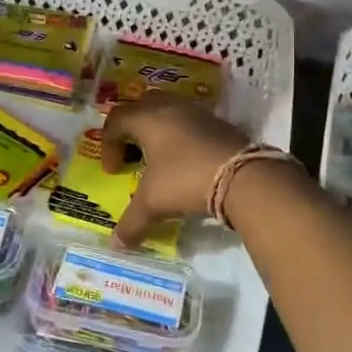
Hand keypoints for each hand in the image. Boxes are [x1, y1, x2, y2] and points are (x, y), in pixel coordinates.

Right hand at [100, 97, 250, 247]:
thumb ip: (131, 223)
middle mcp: (170, 107)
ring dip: (158, 130)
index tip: (113, 171)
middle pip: (141, 106)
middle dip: (132, 128)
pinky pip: (191, 121)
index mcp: (147, 118)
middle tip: (132, 153)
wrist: (243, 176)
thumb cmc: (185, 180)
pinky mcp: (219, 122)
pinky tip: (187, 160)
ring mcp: (197, 112)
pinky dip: (181, 136)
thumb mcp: (153, 203)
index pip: (116, 120)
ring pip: (168, 110)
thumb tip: (116, 245)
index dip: (108, 144)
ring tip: (160, 157)